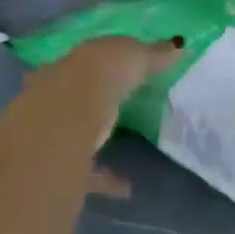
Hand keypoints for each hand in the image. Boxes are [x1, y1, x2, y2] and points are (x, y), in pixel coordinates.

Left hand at [20, 35, 184, 196]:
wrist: (66, 118)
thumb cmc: (102, 75)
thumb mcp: (136, 56)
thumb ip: (155, 54)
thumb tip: (180, 46)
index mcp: (73, 63)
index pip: (88, 59)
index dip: (103, 63)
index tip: (119, 70)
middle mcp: (57, 93)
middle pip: (76, 95)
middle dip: (92, 100)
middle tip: (114, 106)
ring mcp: (54, 130)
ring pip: (76, 132)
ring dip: (94, 139)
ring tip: (122, 146)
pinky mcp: (60, 164)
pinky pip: (87, 171)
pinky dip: (107, 178)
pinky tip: (127, 187)